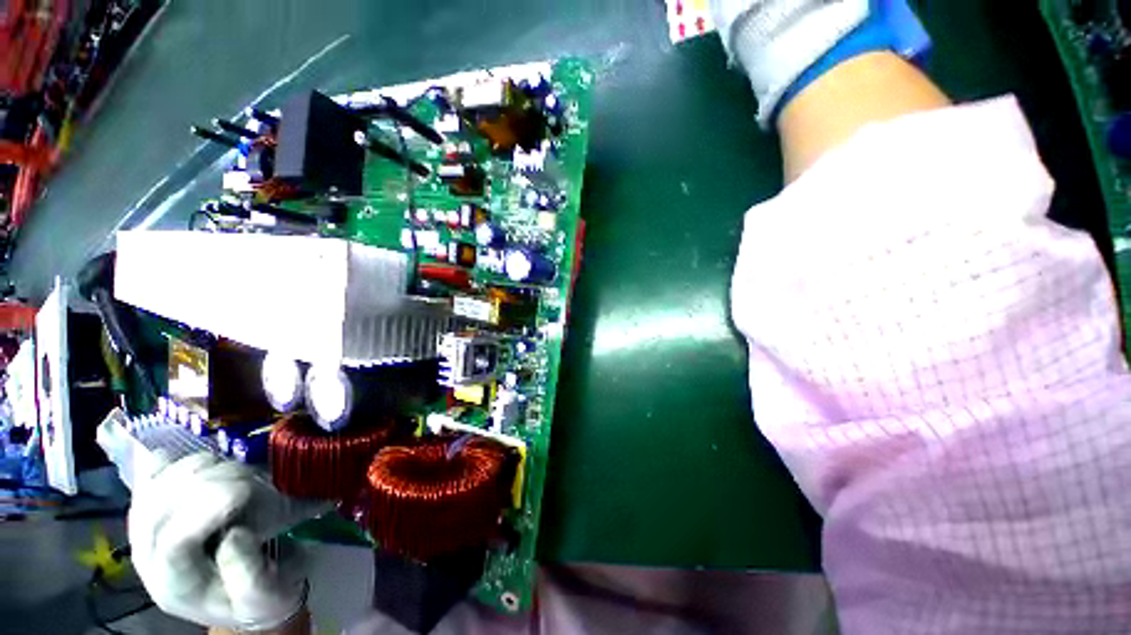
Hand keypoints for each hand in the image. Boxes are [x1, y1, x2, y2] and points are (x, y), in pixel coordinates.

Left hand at [128, 453, 315, 631]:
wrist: (238, 594)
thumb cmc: (257, 598)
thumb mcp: (265, 597)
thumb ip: (249, 575)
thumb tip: (237, 533)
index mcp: (173, 585)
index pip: (173, 541)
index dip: (208, 508)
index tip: (247, 490)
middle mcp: (147, 554)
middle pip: (163, 504)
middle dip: (214, 482)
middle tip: (256, 481)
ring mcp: (145, 526)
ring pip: (162, 479)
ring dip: (207, 468)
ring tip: (241, 477)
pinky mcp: (152, 504)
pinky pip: (155, 470)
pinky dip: (180, 460)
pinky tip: (207, 465)